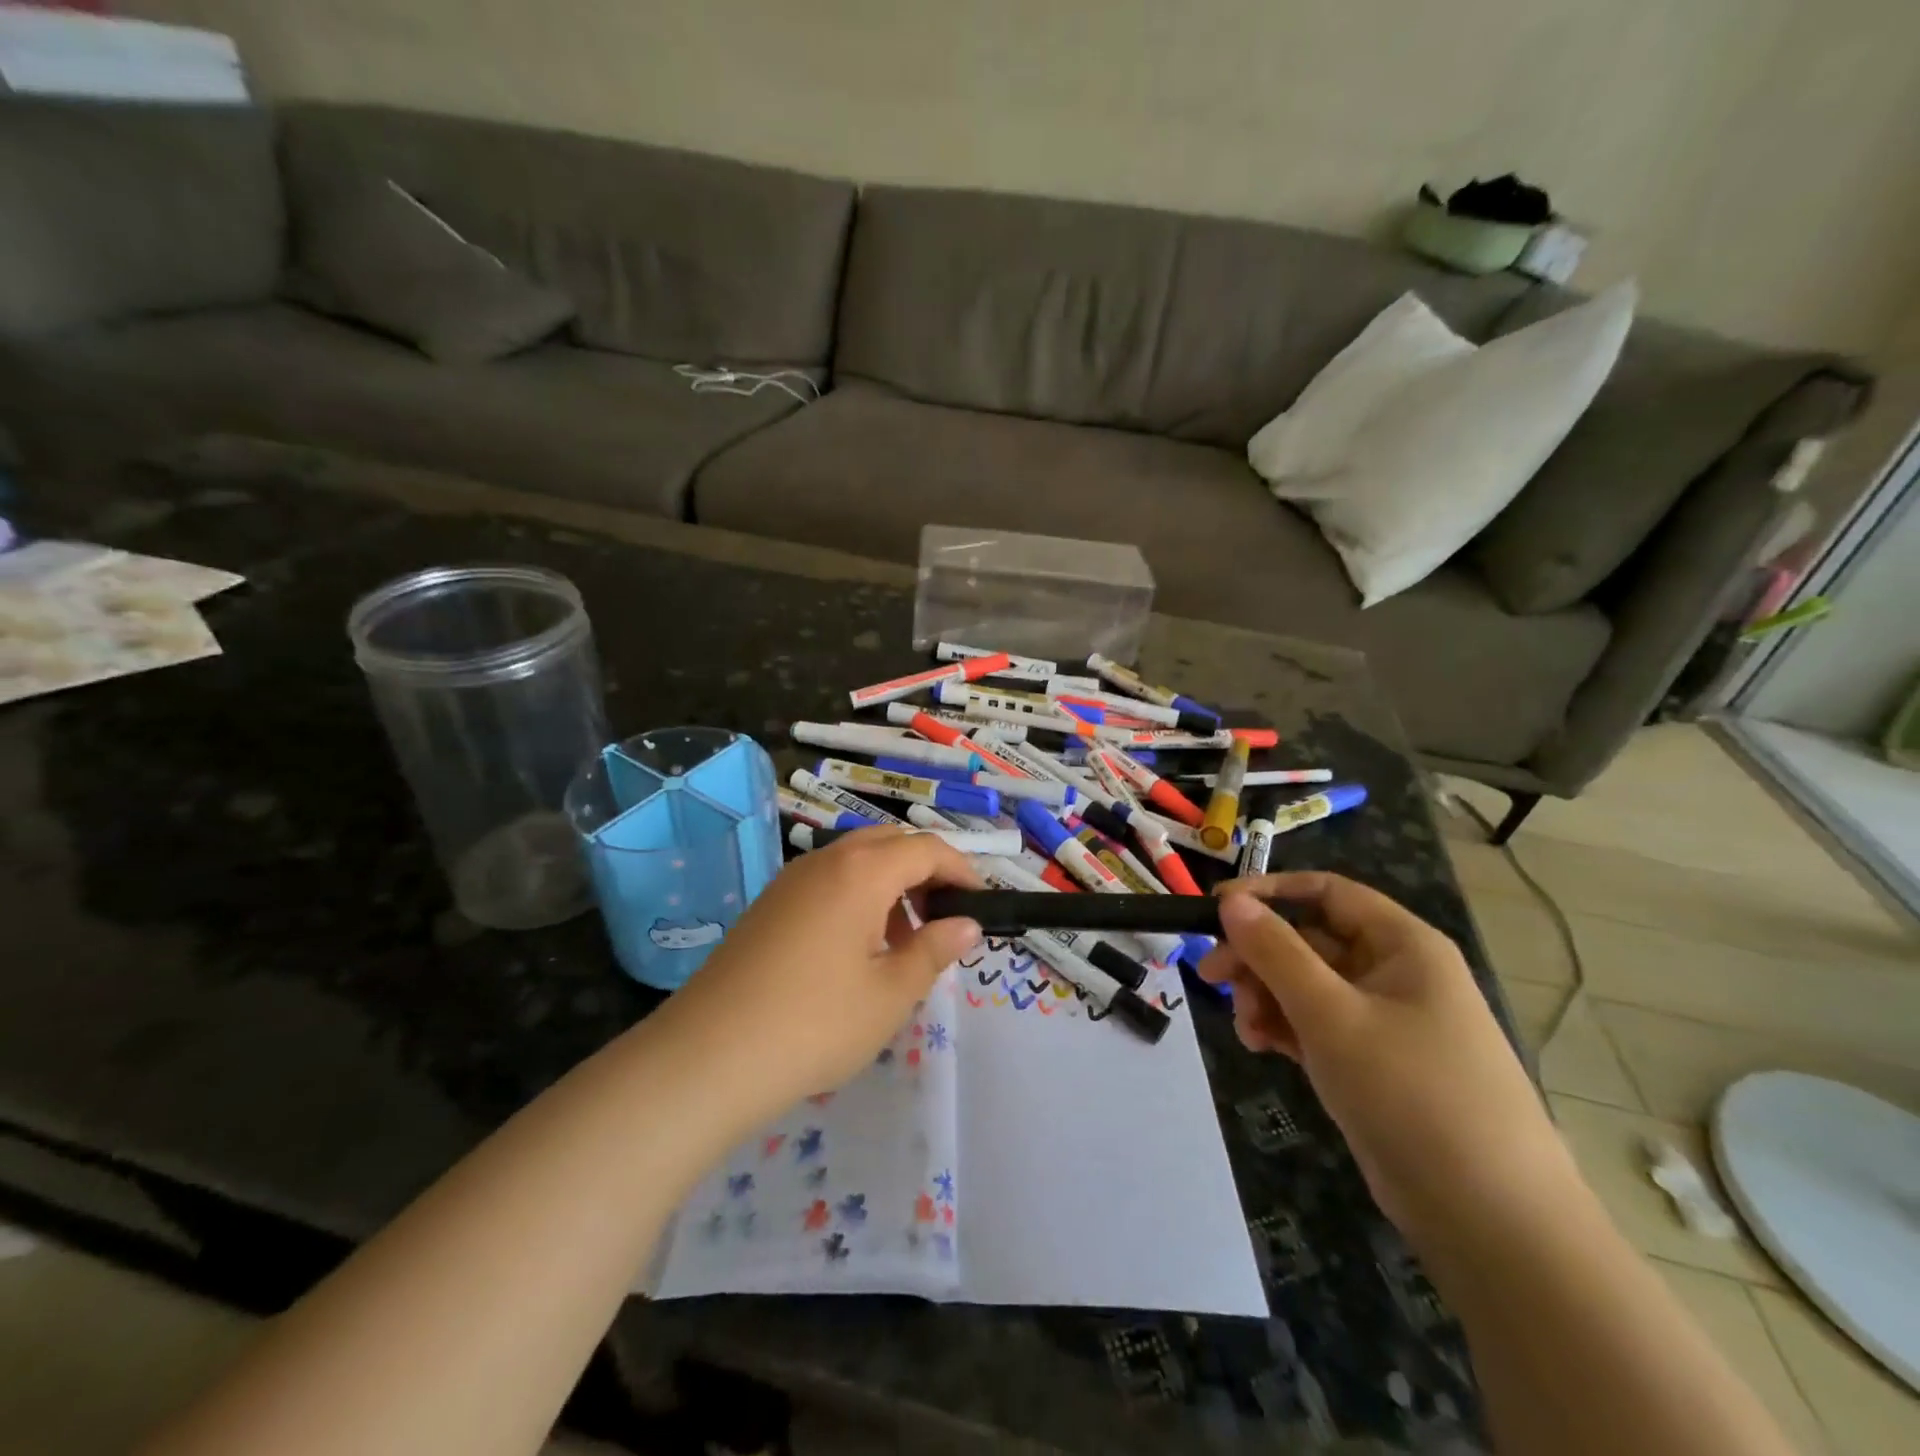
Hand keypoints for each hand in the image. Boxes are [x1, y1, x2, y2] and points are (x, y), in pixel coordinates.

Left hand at [660, 827, 982, 1115]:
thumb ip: (933, 951)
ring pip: (855, 861)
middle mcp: (825, 861)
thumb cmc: (815, 1023)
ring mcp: (790, 881)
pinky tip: (856, 951)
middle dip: (924, 871)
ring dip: (889, 885)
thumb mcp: (890, 993)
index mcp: (861, 871)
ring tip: (902, 942)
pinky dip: (856, 898)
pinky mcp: (768, 905)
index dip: (961, 870)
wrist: (709, 1056)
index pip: (926, 848)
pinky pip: (826, 882)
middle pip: (889, 843)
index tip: (980, 903)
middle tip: (942, 919)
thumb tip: (965, 925)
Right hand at [1199, 873, 1583, 1253]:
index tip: (1215, 908)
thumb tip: (1231, 900)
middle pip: (1309, 940)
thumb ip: (1276, 952)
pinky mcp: (1373, 1063)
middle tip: (1211, 979)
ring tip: (1245, 1030)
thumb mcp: (1332, 1015)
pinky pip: (1317, 1025)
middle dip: (1258, 957)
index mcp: (1402, 944)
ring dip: (1266, 997)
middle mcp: (1394, 972)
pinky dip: (1284, 1028)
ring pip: (1307, 985)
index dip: (1268, 892)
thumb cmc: (1411, 1093)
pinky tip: (1260, 1047)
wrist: (1491, 1222)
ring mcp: (1384, 1020)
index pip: (1326, 892)